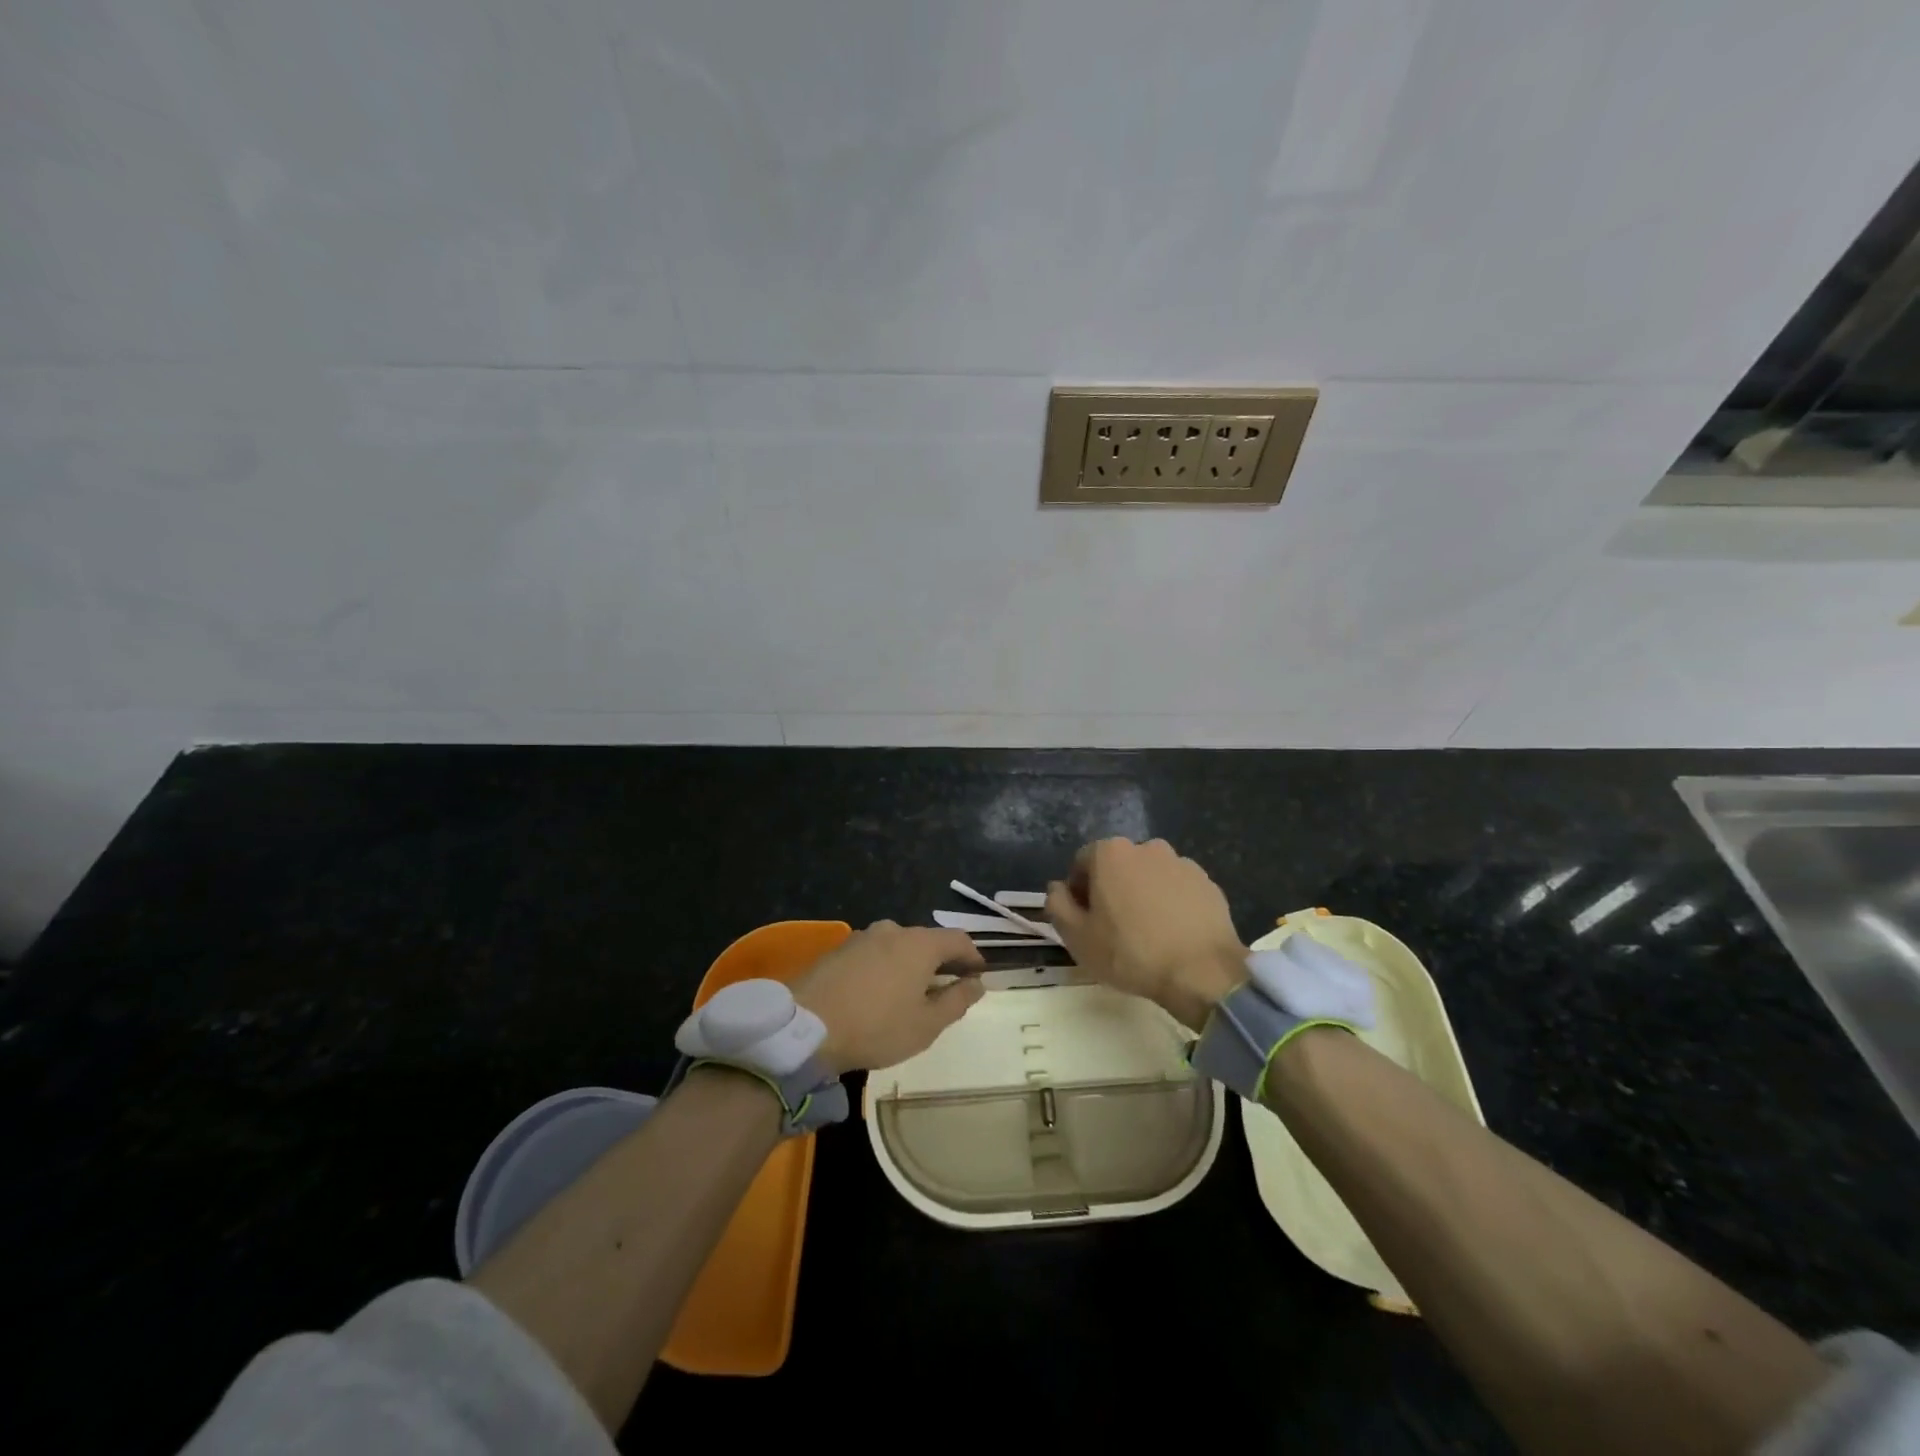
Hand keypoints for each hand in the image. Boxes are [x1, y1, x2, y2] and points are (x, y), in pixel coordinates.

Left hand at [793, 921, 985, 1074]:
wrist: (806, 1026)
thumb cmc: (876, 1026)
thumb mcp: (927, 1024)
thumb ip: (957, 1001)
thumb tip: (977, 984)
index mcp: (920, 943)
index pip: (958, 939)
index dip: (973, 957)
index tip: (978, 977)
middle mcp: (893, 930)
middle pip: (927, 941)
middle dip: (940, 962)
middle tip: (945, 991)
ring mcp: (862, 937)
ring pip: (898, 946)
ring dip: (910, 965)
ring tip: (909, 995)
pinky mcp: (839, 950)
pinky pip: (874, 954)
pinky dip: (885, 968)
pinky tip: (878, 994)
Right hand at [1046, 838, 1247, 1030]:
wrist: (1202, 973)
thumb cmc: (1130, 952)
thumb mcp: (1076, 936)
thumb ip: (1057, 904)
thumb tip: (1058, 888)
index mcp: (1110, 852)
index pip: (1081, 863)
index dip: (1078, 892)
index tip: (1085, 921)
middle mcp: (1146, 847)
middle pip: (1117, 867)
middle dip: (1111, 890)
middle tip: (1114, 929)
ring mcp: (1181, 863)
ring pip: (1149, 877)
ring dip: (1143, 895)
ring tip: (1148, 933)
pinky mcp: (1207, 883)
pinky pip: (1178, 889)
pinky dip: (1171, 904)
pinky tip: (1173, 934)